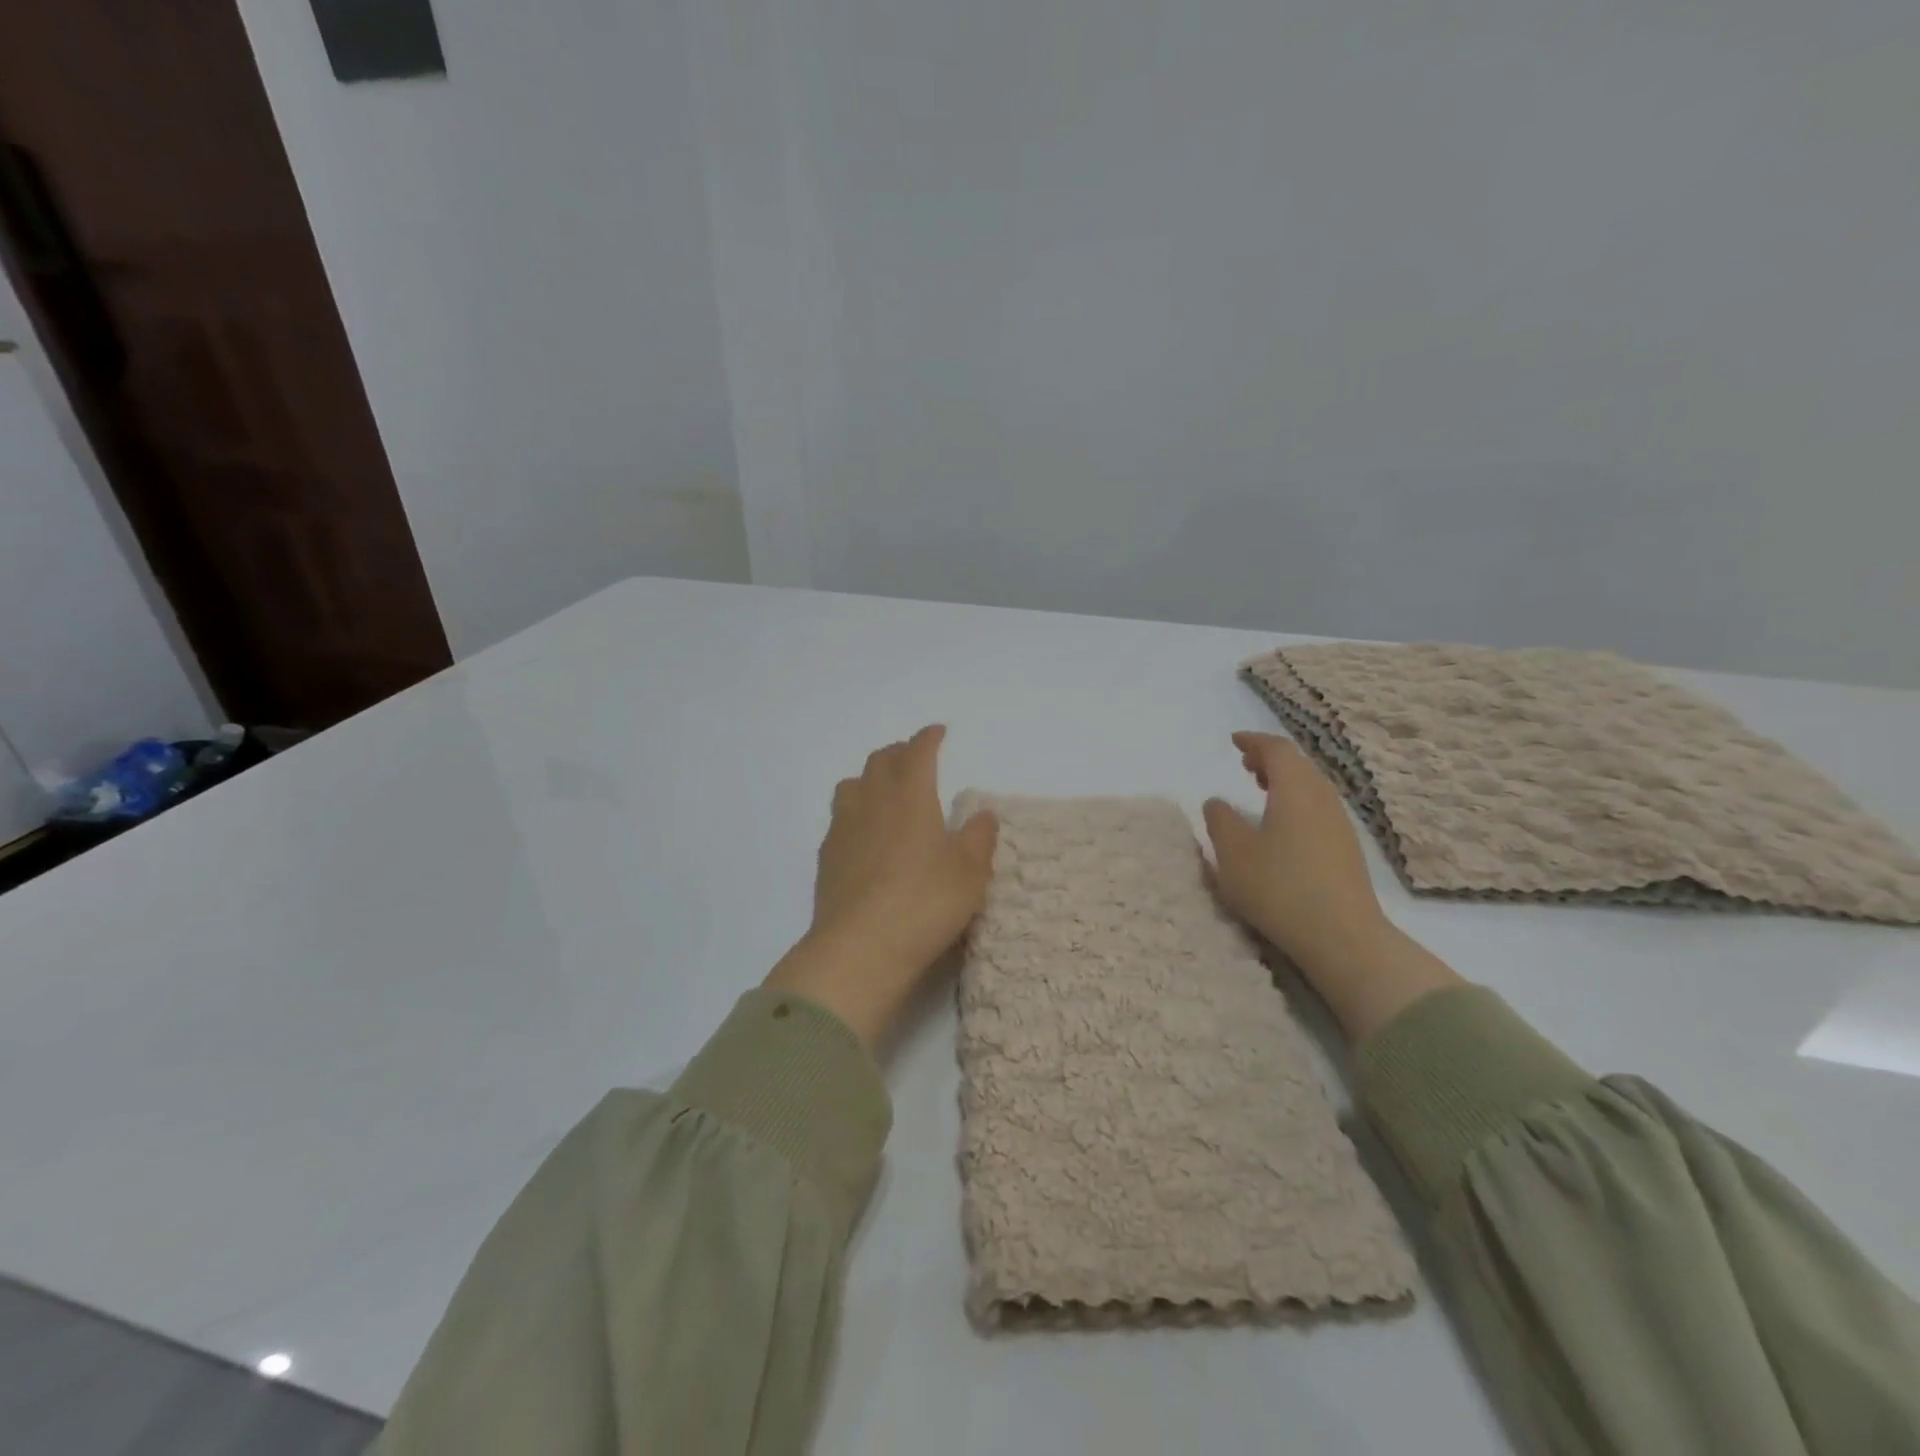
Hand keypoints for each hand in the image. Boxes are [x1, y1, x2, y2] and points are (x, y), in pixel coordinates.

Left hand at [766, 725, 997, 1048]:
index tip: (937, 732)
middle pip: (880, 762)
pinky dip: (854, 812)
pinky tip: (863, 833)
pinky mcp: (826, 859)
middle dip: (899, 752)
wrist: (859, 949)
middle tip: (913, 757)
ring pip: (851, 785)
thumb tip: (982, 814)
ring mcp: (843, 830)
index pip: (917, 753)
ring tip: (883, 789)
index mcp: (910, 797)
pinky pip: (839, 819)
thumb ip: (979, 839)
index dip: (927, 738)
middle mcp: (872, 803)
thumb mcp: (969, 873)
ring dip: (870, 778)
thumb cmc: (924, 904)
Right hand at [1203, 731, 1459, 1041]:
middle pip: (1299, 765)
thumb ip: (1220, 820)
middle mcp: (1323, 798)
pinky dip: (1296, 801)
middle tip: (1245, 763)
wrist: (1342, 936)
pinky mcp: (1346, 849)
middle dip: (1270, 759)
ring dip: (1285, 781)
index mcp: (1295, 789)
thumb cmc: (1279, 887)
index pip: (1277, 750)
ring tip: (1260, 789)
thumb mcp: (1233, 853)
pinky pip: (1317, 807)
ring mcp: (1339, 824)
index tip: (1234, 741)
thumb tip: (1216, 802)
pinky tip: (1282, 825)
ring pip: (1311, 787)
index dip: (1254, 742)